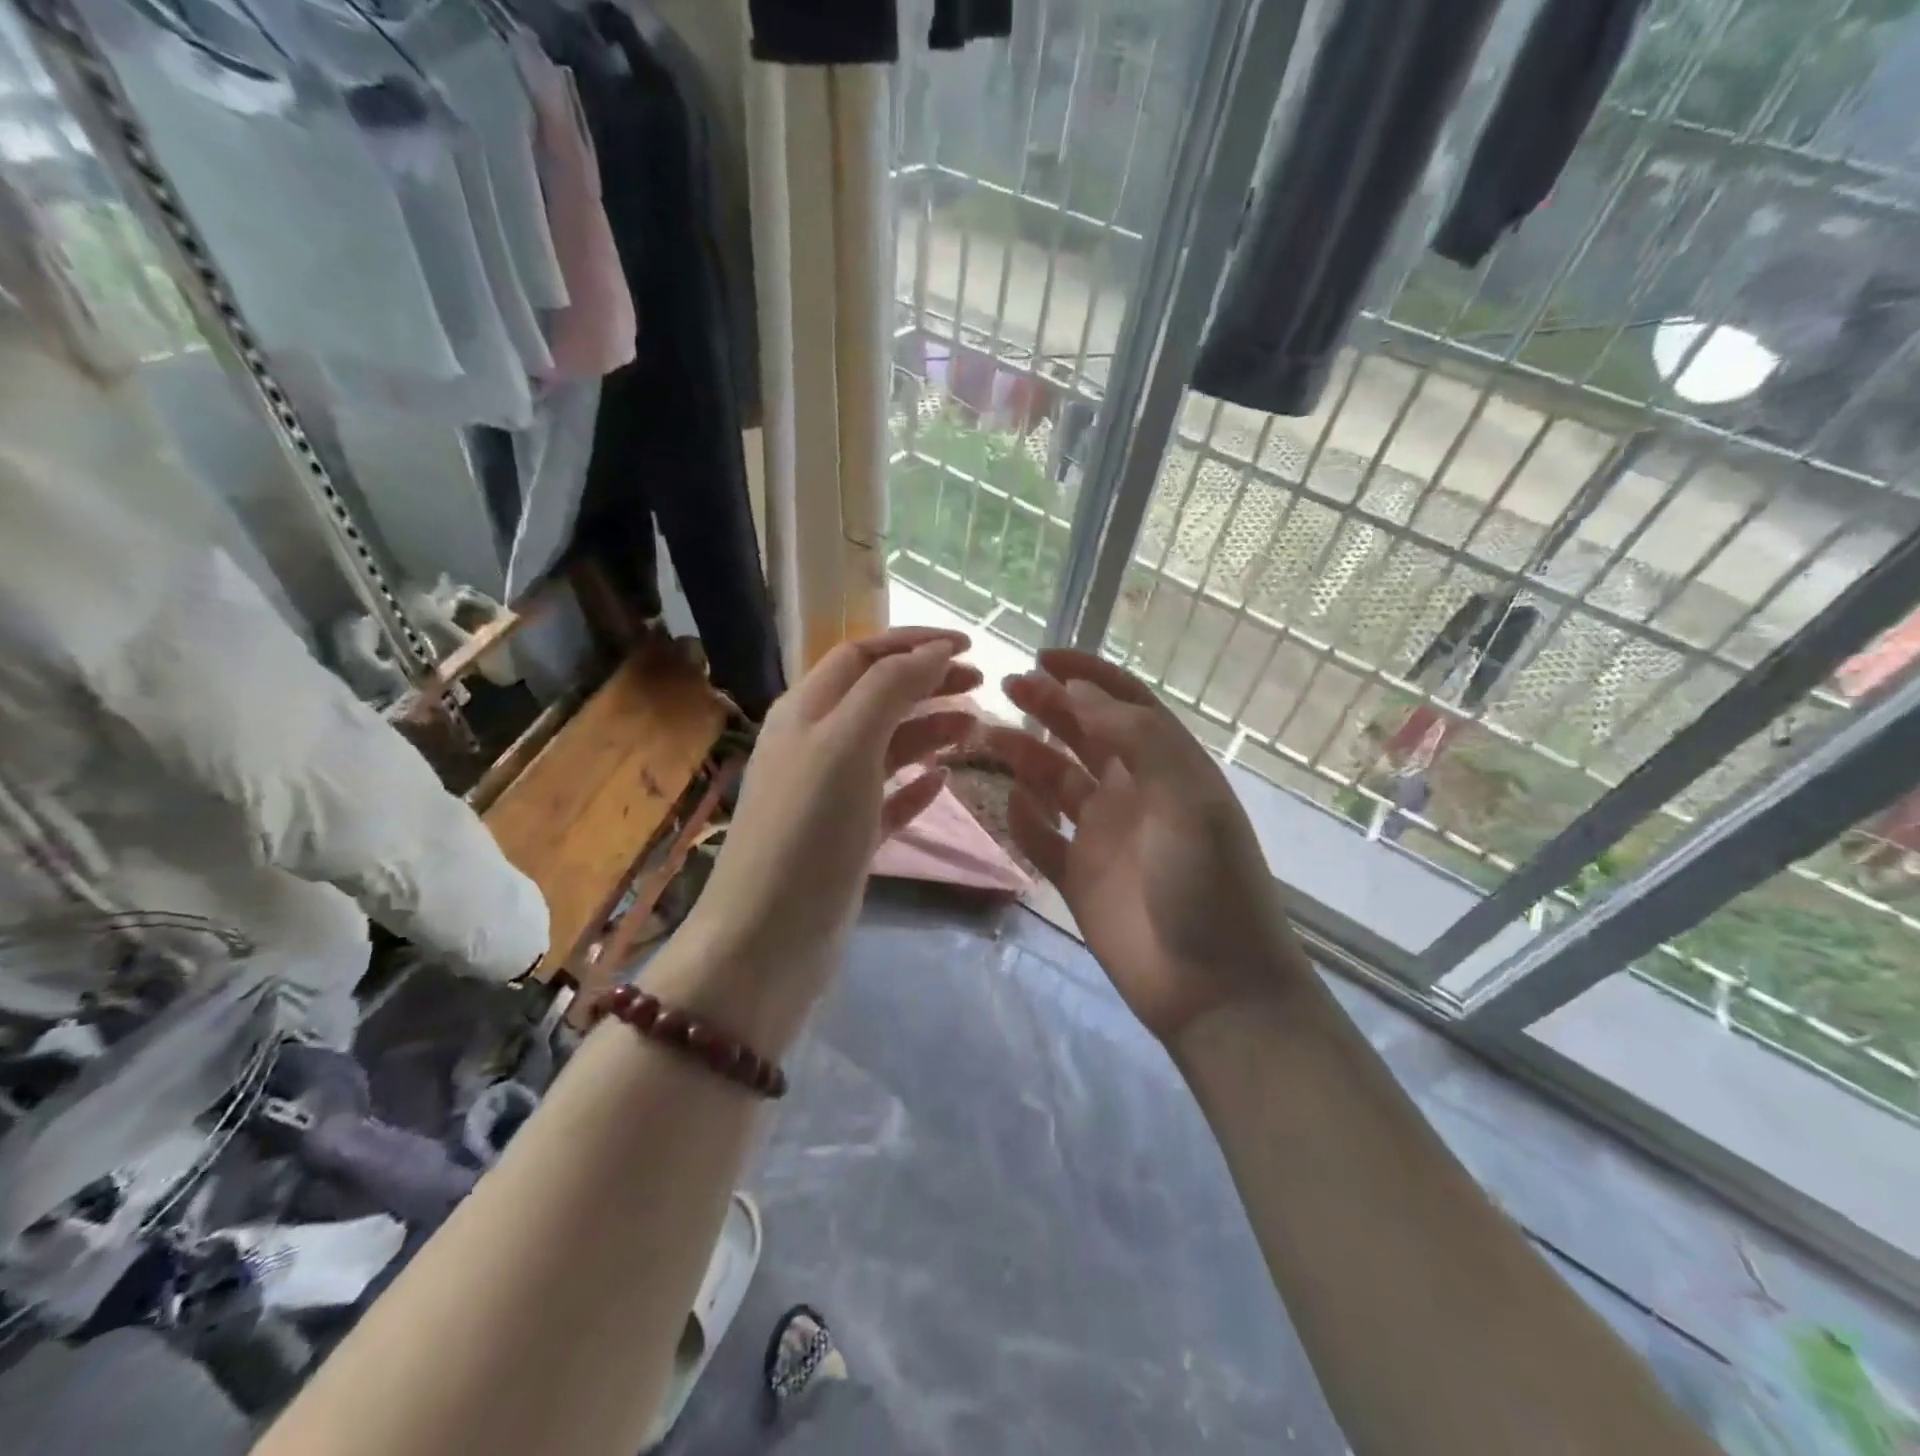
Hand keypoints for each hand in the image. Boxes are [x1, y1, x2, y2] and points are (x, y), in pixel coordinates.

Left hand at [657, 628, 980, 1049]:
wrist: (768, 940)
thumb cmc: (808, 831)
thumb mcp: (846, 744)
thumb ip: (889, 689)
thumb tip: (934, 650)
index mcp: (807, 712)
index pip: (863, 656)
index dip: (913, 642)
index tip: (969, 645)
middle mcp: (815, 745)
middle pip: (878, 695)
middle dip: (928, 682)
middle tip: (981, 686)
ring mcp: (830, 794)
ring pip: (887, 745)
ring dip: (929, 729)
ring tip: (975, 730)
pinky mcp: (846, 838)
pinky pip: (888, 798)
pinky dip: (917, 783)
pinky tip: (944, 780)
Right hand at [986, 651, 1310, 1043]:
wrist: (1214, 987)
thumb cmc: (1208, 884)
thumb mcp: (1188, 798)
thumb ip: (1138, 738)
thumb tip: (1080, 692)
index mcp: (1167, 767)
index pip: (1126, 704)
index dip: (1089, 675)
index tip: (1044, 656)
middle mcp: (1134, 793)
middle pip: (1085, 735)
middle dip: (1050, 706)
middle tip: (1007, 686)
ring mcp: (1104, 836)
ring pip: (1056, 781)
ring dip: (1026, 756)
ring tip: (989, 736)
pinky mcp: (1080, 877)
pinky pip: (1042, 838)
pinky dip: (1024, 818)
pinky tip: (1009, 804)